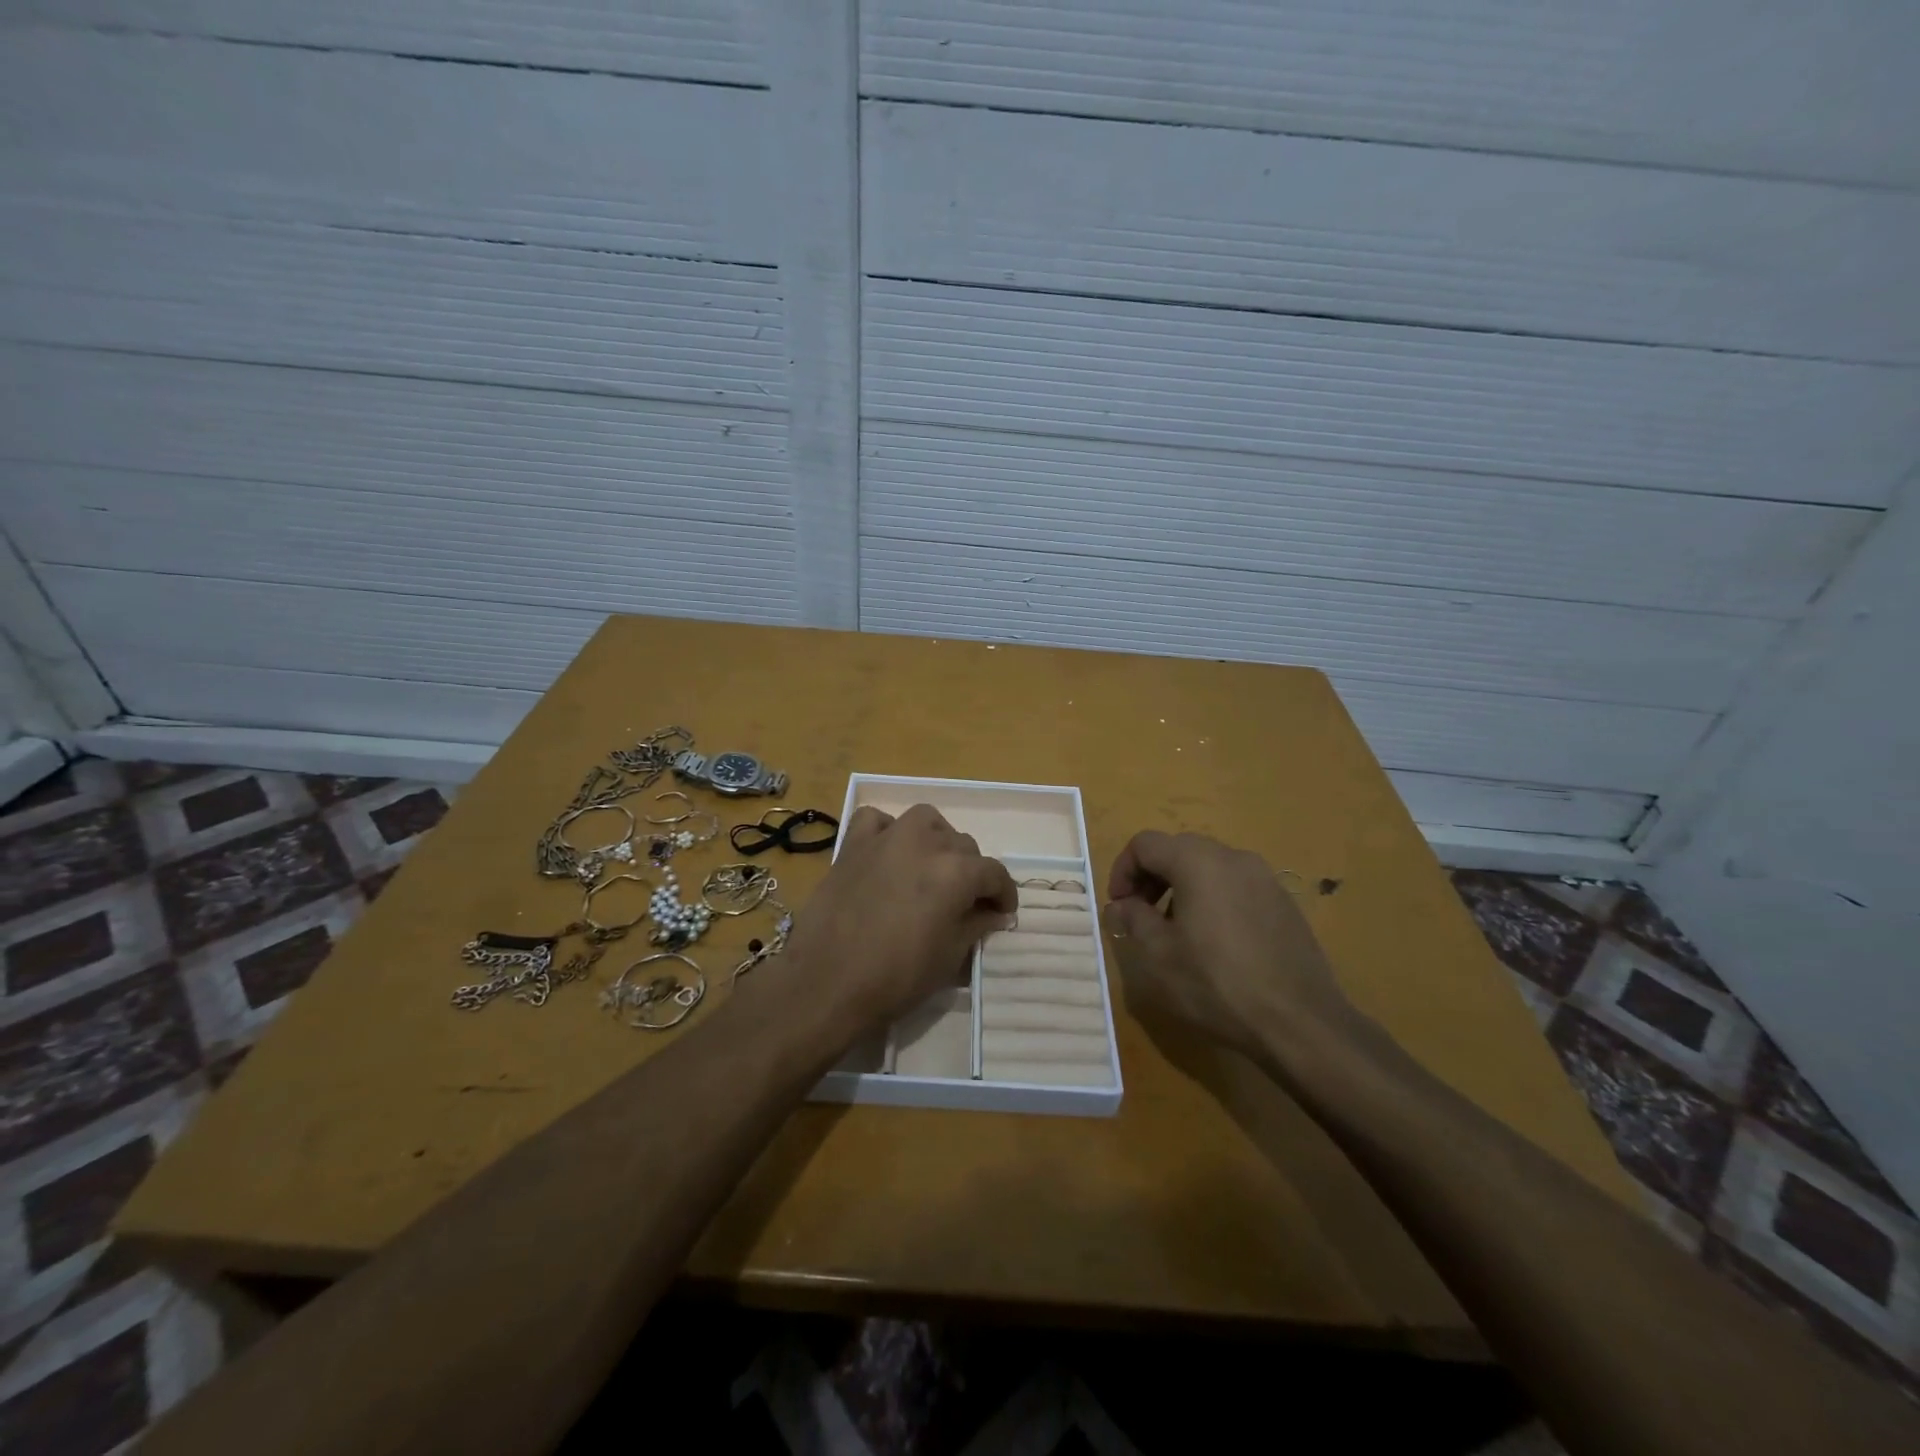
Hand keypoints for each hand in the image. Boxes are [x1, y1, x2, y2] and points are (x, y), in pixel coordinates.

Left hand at [782, 804, 1017, 1041]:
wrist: (826, 983)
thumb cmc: (896, 978)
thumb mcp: (949, 958)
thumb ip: (976, 926)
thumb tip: (993, 913)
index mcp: (956, 871)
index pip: (994, 873)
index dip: (1003, 894)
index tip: (1001, 913)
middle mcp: (925, 843)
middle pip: (963, 846)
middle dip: (971, 872)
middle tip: (964, 902)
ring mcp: (886, 838)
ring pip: (926, 821)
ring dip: (936, 840)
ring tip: (932, 868)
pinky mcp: (853, 844)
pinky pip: (876, 820)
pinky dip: (888, 830)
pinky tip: (889, 853)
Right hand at [1104, 831, 1359, 1062]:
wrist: (1300, 1022)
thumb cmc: (1217, 984)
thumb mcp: (1159, 955)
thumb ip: (1133, 919)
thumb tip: (1121, 906)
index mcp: (1198, 862)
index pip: (1145, 844)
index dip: (1122, 870)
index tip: (1118, 907)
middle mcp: (1233, 858)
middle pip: (1178, 850)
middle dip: (1151, 878)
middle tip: (1141, 916)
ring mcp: (1265, 879)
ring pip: (1209, 867)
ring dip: (1182, 889)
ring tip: (1177, 933)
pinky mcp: (1284, 903)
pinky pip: (1236, 887)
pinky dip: (1213, 900)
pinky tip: (1215, 944)